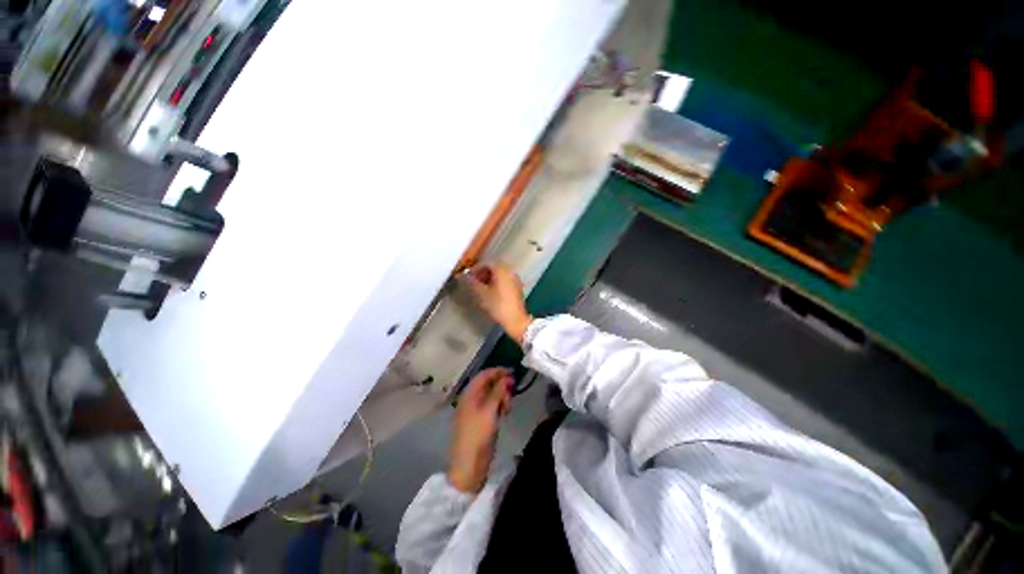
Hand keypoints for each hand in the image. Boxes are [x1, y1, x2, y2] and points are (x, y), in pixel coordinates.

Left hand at [448, 368, 512, 493]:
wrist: (469, 466)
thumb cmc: (477, 435)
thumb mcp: (489, 411)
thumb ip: (498, 392)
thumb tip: (506, 377)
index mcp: (469, 394)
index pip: (484, 375)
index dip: (498, 371)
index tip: (513, 372)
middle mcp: (472, 399)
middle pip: (489, 384)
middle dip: (502, 385)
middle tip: (513, 393)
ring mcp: (477, 410)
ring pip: (493, 395)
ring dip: (502, 396)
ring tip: (508, 407)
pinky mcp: (482, 420)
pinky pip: (493, 406)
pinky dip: (500, 406)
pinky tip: (505, 413)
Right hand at [464, 264, 531, 345]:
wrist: (515, 320)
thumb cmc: (498, 305)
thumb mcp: (481, 294)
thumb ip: (471, 283)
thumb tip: (461, 276)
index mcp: (502, 270)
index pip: (486, 263)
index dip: (475, 270)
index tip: (467, 278)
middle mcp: (510, 271)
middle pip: (493, 268)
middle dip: (481, 274)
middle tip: (472, 283)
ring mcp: (515, 280)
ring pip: (499, 275)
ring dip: (488, 279)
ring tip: (479, 289)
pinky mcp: (517, 288)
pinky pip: (504, 281)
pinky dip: (496, 284)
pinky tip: (490, 293)